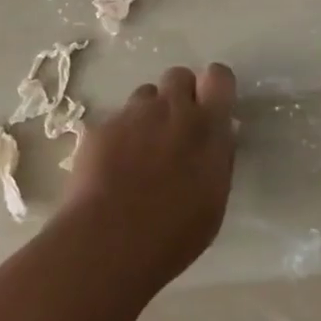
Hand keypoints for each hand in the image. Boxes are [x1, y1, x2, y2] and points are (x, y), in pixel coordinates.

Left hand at [61, 63, 237, 293]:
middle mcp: (171, 108)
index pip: (218, 76)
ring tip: (140, 152)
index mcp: (206, 125)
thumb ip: (218, 157)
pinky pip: (115, 120)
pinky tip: (112, 169)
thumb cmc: (173, 233)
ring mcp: (133, 114)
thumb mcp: (214, 200)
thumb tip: (219, 136)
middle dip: (178, 95)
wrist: (108, 243)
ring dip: (148, 115)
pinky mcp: (101, 127)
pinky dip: (118, 137)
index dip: (214, 87)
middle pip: (179, 76)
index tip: (210, 107)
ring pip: (145, 96)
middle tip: (174, 129)